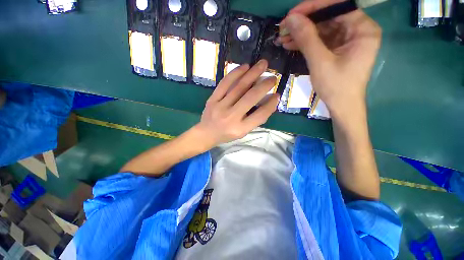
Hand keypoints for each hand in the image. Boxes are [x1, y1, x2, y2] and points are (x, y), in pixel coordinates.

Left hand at [193, 60, 279, 146]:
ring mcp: (220, 107)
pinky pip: (224, 83)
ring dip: (252, 74)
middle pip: (250, 98)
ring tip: (263, 64)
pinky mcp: (212, 99)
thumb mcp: (243, 132)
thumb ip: (255, 119)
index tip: (277, 94)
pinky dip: (235, 73)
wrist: (206, 133)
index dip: (270, 104)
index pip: (260, 115)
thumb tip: (269, 101)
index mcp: (240, 129)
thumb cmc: (227, 134)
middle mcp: (231, 117)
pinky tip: (244, 67)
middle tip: (273, 77)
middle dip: (264, 85)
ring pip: (238, 87)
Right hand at [278, 0, 380, 117]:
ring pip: (322, 30)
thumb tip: (291, 19)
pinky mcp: (338, 50)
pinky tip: (291, 45)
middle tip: (284, 29)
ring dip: (301, 34)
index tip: (291, 15)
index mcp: (362, 29)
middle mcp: (357, 30)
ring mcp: (347, 40)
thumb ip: (306, 38)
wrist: (341, 106)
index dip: (313, 8)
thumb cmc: (336, 86)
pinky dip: (305, 43)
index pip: (337, 7)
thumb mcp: (320, 61)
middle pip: (328, 18)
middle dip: (304, 23)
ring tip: (283, 39)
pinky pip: (320, 41)